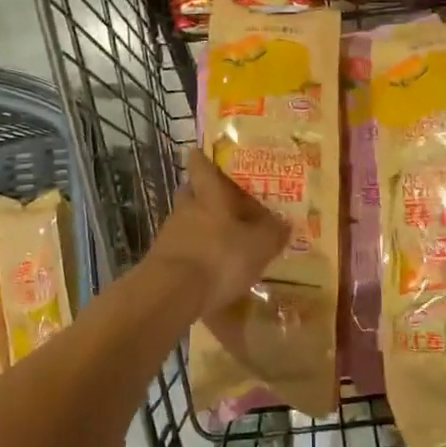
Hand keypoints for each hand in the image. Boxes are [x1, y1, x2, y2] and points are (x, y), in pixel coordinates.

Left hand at [146, 151, 288, 316]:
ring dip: (200, 226)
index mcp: (209, 195)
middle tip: (223, 200)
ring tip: (222, 240)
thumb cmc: (219, 258)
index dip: (204, 158)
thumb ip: (273, 232)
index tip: (205, 152)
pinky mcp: (161, 261)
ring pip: (185, 221)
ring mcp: (169, 235)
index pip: (201, 166)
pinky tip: (208, 268)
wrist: (170, 294)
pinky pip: (181, 248)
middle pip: (191, 192)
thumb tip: (284, 221)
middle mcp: (186, 209)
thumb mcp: (259, 246)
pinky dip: (194, 253)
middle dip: (204, 194)